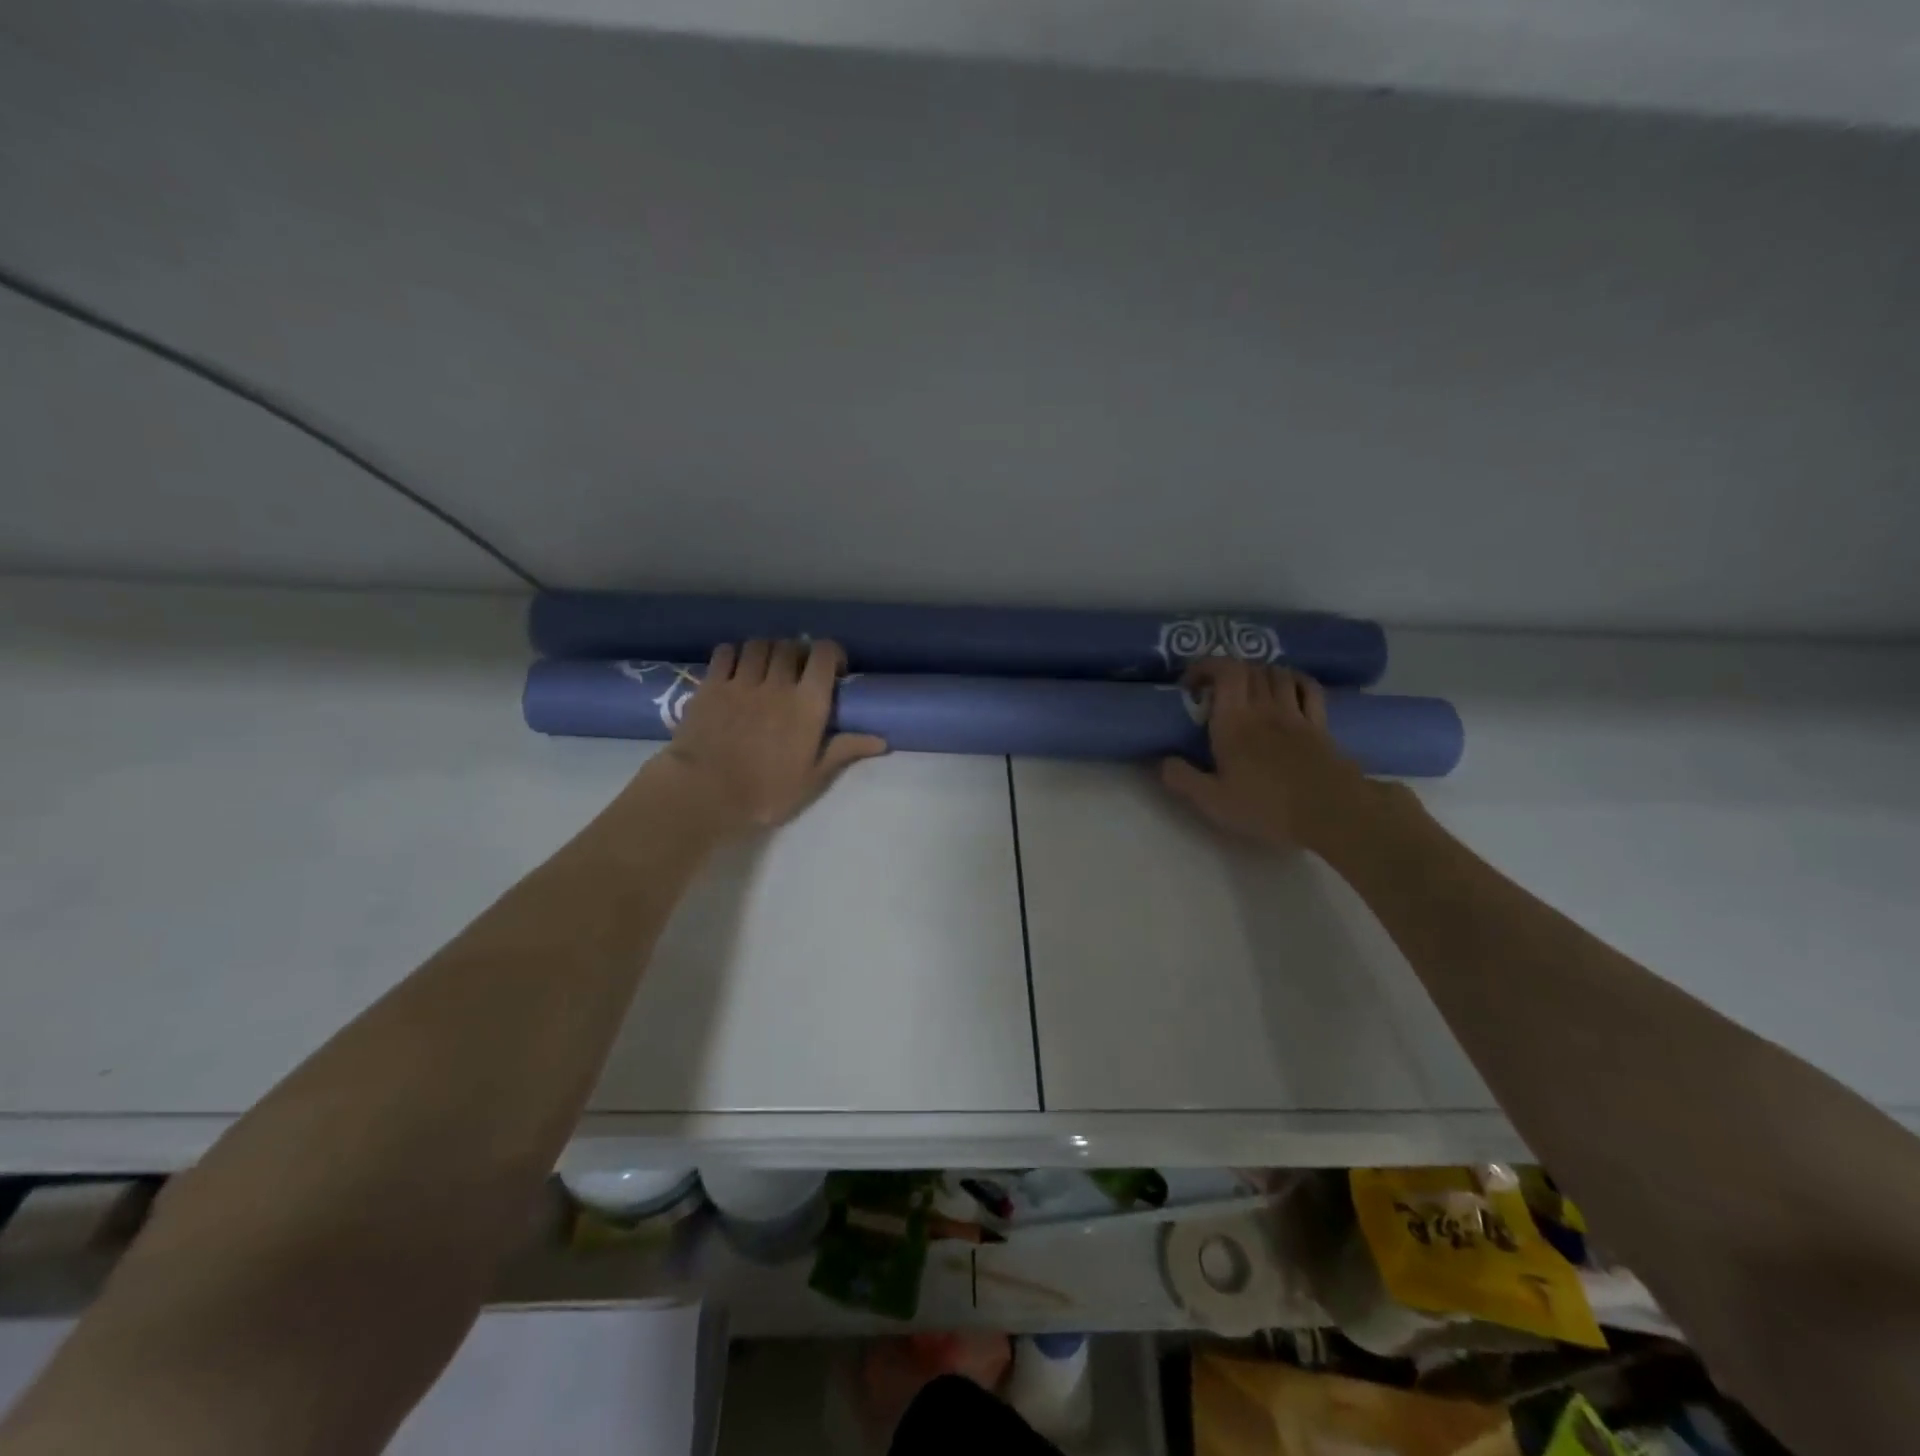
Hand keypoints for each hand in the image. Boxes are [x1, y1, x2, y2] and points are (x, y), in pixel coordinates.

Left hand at [645, 639, 886, 833]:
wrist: (704, 792)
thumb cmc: (765, 792)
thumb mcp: (812, 778)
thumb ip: (844, 751)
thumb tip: (882, 740)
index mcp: (807, 704)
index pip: (824, 655)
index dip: (831, 653)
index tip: (833, 669)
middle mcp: (777, 683)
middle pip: (791, 646)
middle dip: (798, 653)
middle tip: (797, 672)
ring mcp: (741, 681)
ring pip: (759, 645)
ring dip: (768, 650)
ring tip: (766, 667)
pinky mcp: (711, 684)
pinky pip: (726, 652)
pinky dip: (735, 653)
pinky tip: (736, 667)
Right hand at [1159, 661, 1375, 851]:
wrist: (1330, 814)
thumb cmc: (1266, 807)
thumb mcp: (1213, 801)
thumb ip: (1182, 778)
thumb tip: (1162, 760)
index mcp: (1234, 722)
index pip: (1225, 670)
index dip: (1207, 666)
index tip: (1191, 683)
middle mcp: (1264, 708)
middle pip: (1250, 668)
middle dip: (1229, 672)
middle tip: (1215, 692)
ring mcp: (1296, 714)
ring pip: (1278, 673)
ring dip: (1259, 673)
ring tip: (1249, 691)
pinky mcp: (1320, 725)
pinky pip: (1308, 688)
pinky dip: (1294, 680)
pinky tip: (1288, 690)